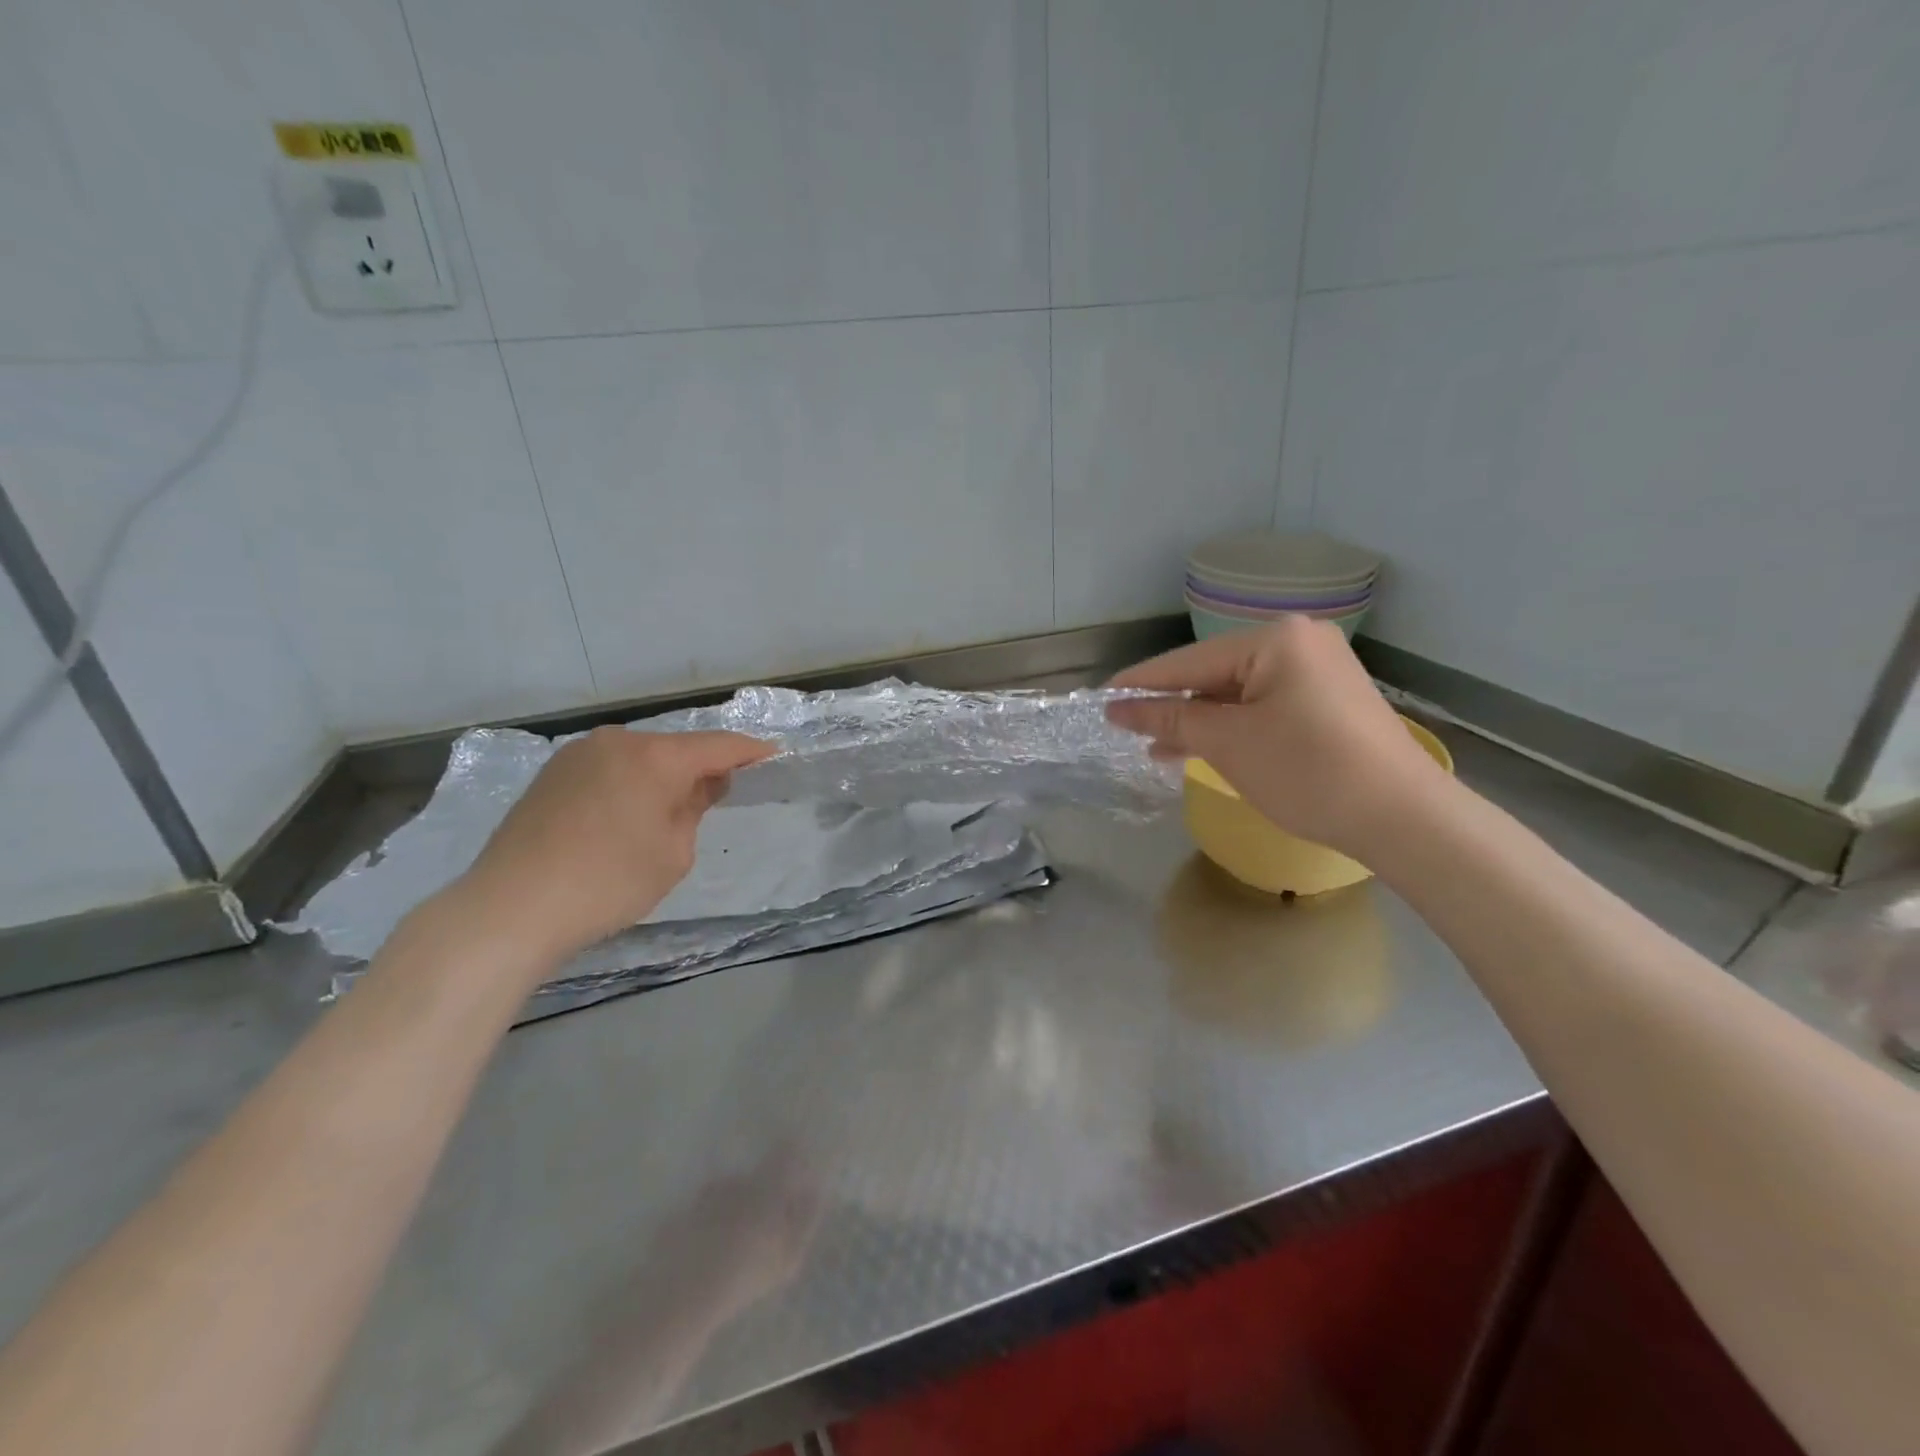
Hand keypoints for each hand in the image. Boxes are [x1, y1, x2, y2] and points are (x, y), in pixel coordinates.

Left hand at [457, 726, 775, 964]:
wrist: (510, 908)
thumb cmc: (608, 883)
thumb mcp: (673, 854)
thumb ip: (694, 809)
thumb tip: (701, 784)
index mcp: (655, 757)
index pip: (718, 746)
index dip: (750, 751)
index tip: (774, 754)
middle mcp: (617, 742)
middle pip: (676, 748)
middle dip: (701, 767)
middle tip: (720, 793)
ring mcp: (578, 754)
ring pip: (640, 756)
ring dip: (662, 775)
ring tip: (670, 809)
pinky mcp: (552, 773)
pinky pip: (609, 768)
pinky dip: (630, 782)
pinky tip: (627, 813)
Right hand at [1107, 618, 1448, 857]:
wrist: (1401, 816)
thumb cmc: (1307, 770)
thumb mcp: (1228, 742)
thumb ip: (1170, 717)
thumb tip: (1117, 707)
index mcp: (1274, 639)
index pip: (1188, 661)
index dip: (1141, 684)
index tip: (1100, 699)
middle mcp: (1297, 642)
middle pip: (1212, 673)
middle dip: (1170, 705)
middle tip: (1124, 727)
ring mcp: (1316, 671)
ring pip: (1236, 693)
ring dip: (1197, 720)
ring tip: (1154, 746)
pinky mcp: (1325, 700)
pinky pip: (1261, 706)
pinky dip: (1230, 726)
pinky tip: (1198, 746)